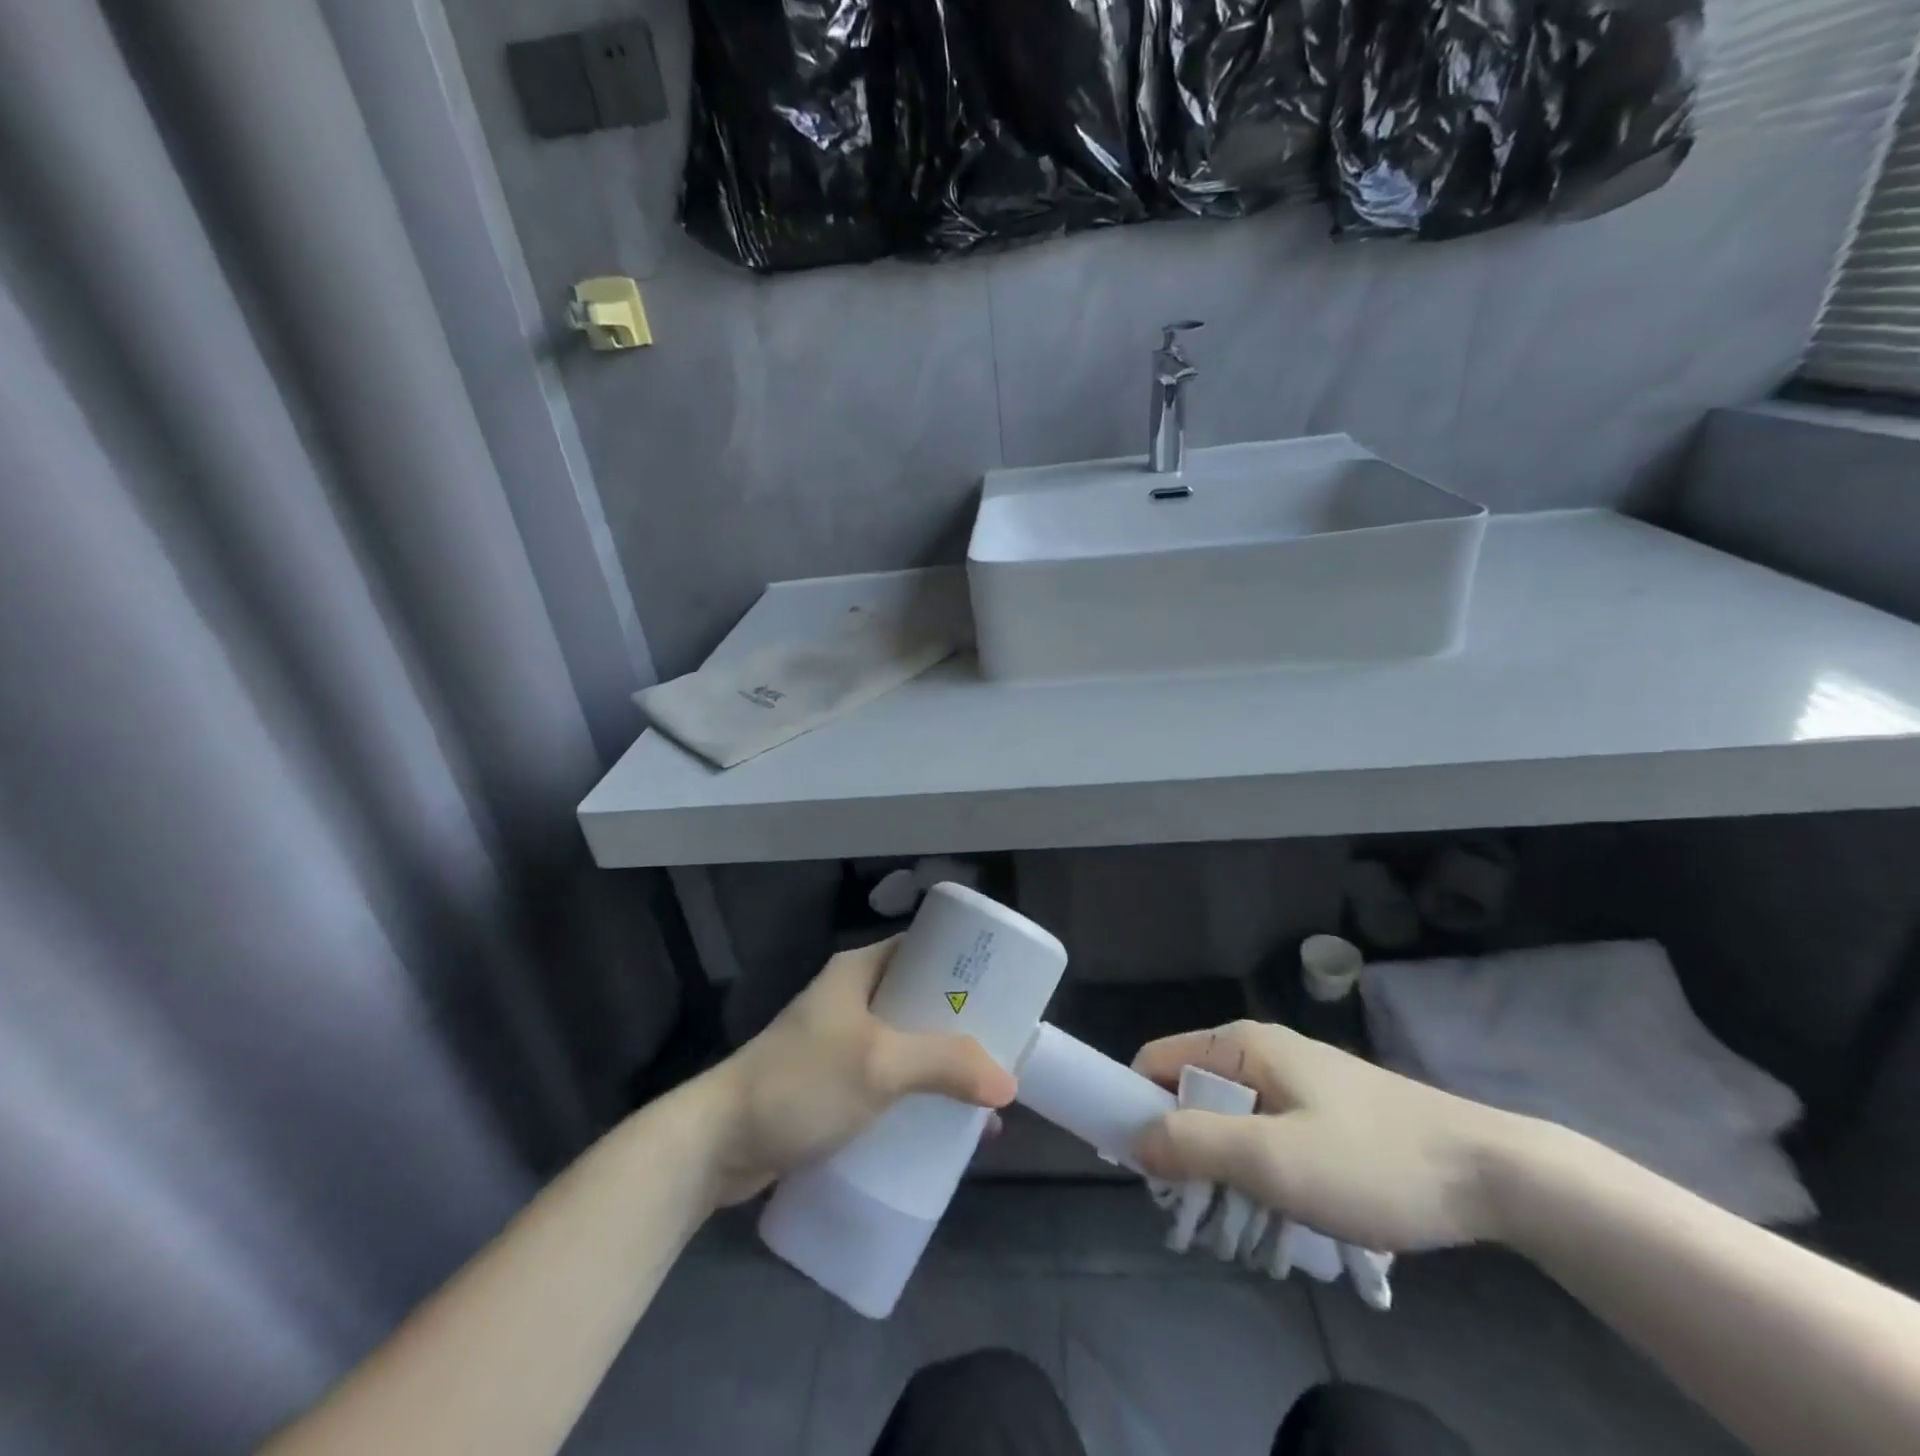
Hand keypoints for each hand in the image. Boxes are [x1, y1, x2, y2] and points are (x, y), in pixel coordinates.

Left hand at [700, 937, 1016, 1204]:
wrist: (717, 1144)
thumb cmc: (800, 1083)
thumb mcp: (878, 1064)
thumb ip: (944, 1065)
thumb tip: (1007, 1083)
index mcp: (859, 971)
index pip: (923, 950)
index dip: (963, 965)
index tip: (1004, 992)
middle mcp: (852, 999)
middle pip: (921, 1001)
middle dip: (962, 1027)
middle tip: (1003, 1050)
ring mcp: (841, 1044)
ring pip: (908, 1046)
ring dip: (942, 1068)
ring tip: (983, 1098)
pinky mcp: (833, 1086)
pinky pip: (889, 1082)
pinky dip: (917, 1096)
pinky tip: (942, 1128)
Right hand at [1130, 1020, 1517, 1252]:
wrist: (1494, 1174)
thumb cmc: (1372, 1161)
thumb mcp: (1272, 1160)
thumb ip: (1193, 1145)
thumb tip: (1134, 1142)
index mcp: (1241, 1044)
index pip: (1155, 1061)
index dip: (1137, 1108)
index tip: (1144, 1172)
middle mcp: (1261, 1050)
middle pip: (1190, 1094)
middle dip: (1185, 1152)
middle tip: (1202, 1214)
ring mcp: (1296, 1079)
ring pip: (1229, 1121)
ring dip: (1225, 1171)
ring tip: (1248, 1226)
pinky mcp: (1324, 1110)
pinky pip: (1265, 1134)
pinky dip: (1260, 1172)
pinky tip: (1286, 1215)